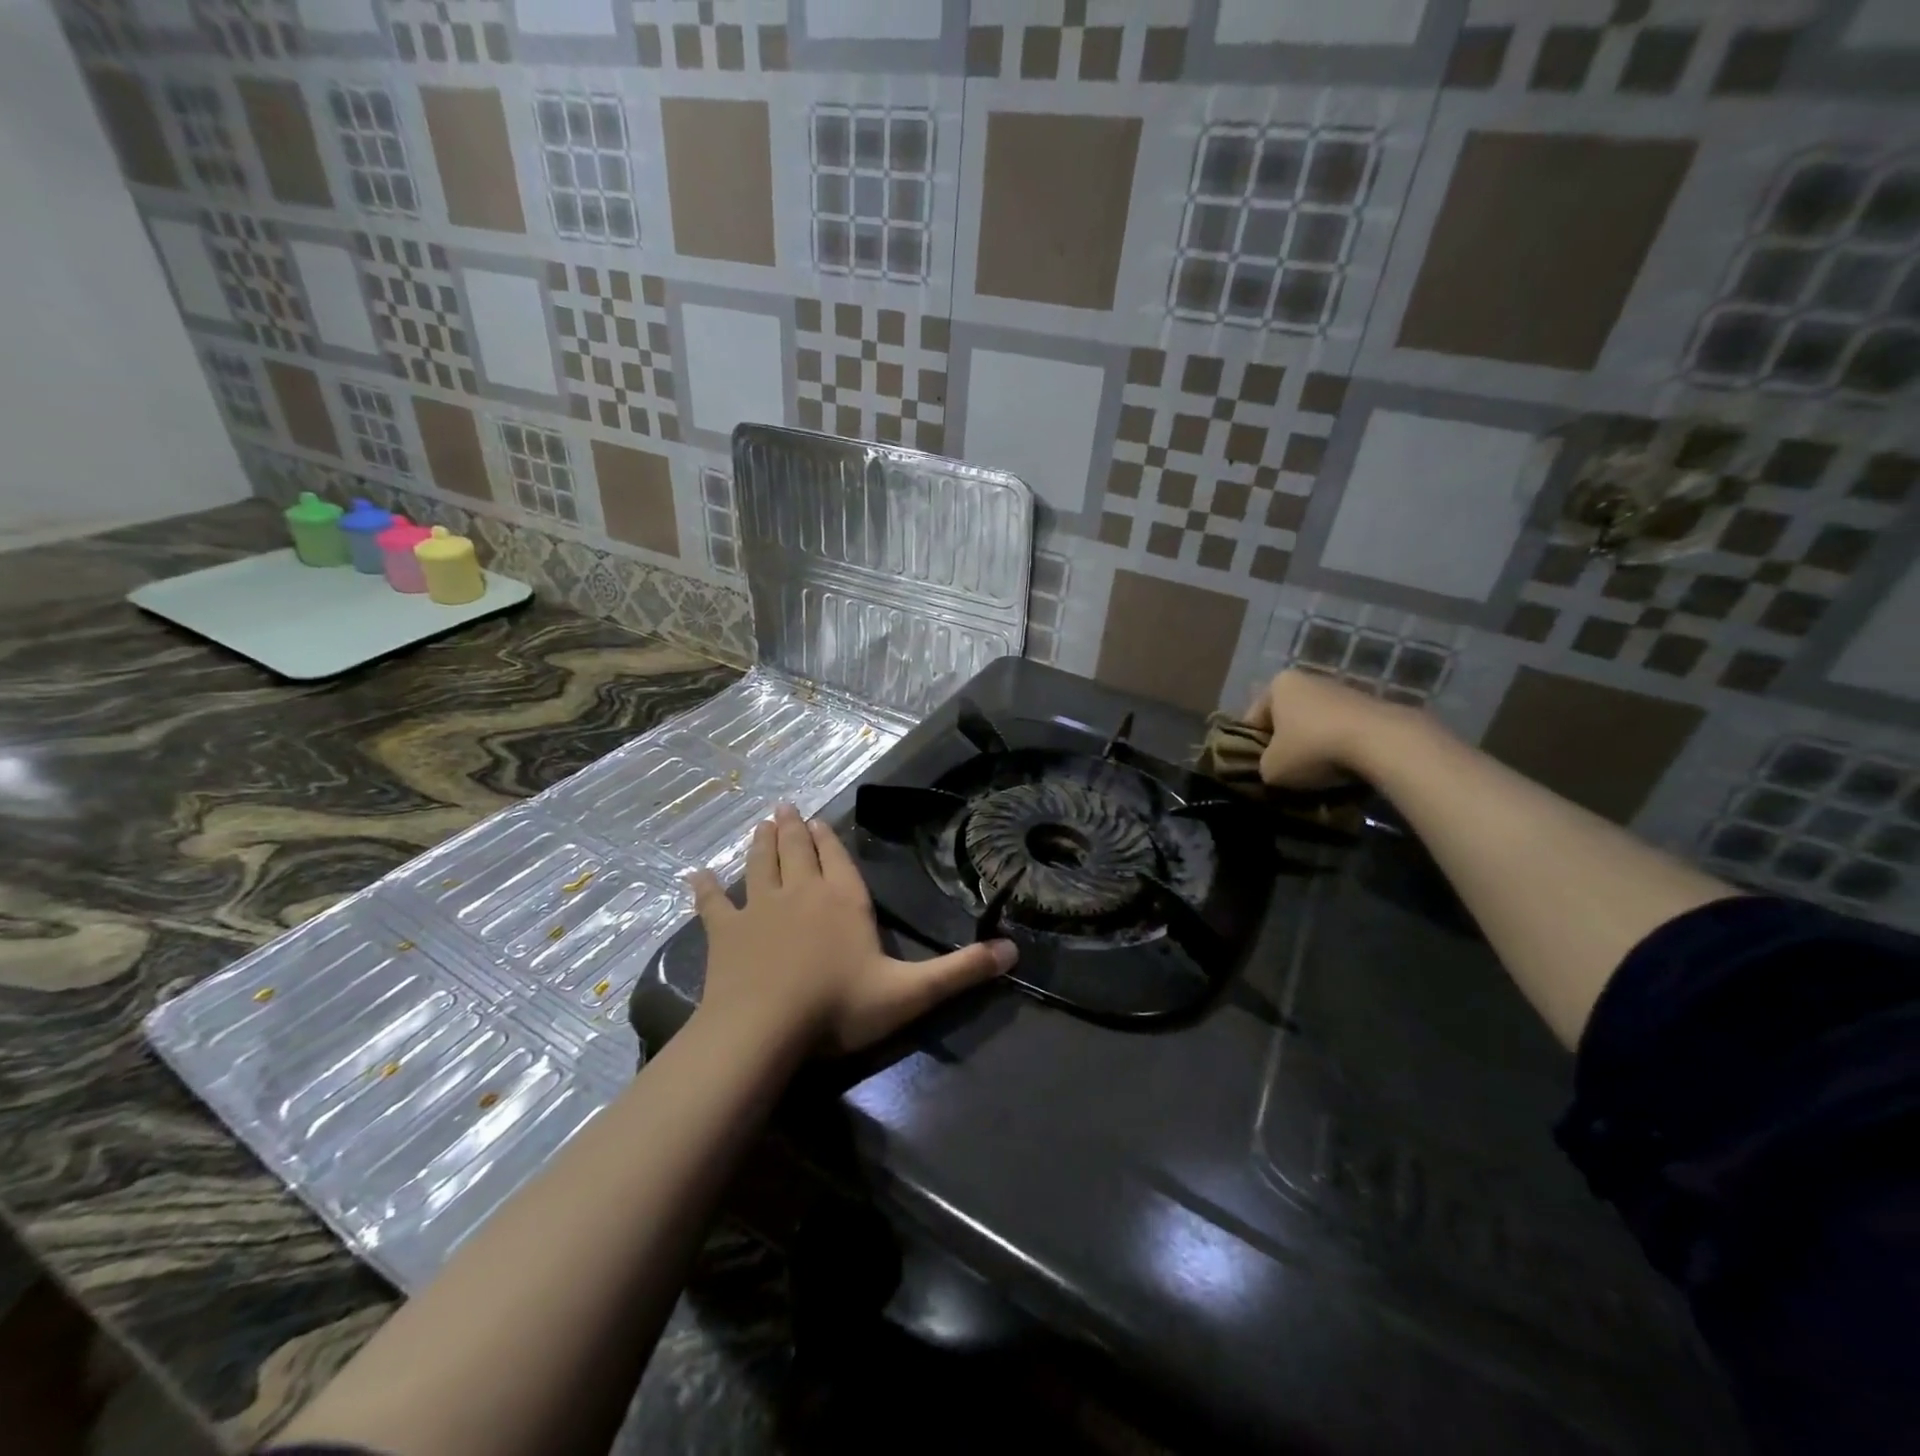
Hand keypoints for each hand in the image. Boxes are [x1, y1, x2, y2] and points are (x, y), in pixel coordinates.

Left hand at [688, 804, 1017, 1054]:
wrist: (764, 1029)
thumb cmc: (838, 1008)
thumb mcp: (910, 993)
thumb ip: (961, 971)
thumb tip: (1014, 951)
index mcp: (843, 900)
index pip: (837, 857)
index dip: (828, 838)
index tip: (817, 820)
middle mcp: (801, 892)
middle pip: (796, 851)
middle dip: (793, 829)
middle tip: (785, 808)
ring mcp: (759, 908)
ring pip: (760, 864)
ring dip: (761, 842)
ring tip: (761, 822)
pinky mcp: (725, 931)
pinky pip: (713, 903)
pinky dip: (705, 888)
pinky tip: (695, 874)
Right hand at [1243, 669, 1418, 789]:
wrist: (1383, 743)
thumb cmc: (1313, 749)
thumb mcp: (1271, 769)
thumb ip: (1263, 766)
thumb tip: (1272, 769)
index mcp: (1278, 684)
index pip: (1253, 719)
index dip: (1252, 747)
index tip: (1260, 770)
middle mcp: (1309, 679)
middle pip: (1287, 719)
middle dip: (1286, 745)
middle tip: (1287, 773)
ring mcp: (1343, 690)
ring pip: (1317, 726)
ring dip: (1315, 748)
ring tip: (1317, 776)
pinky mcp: (1371, 706)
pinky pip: (1344, 732)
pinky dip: (1341, 749)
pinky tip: (1344, 770)